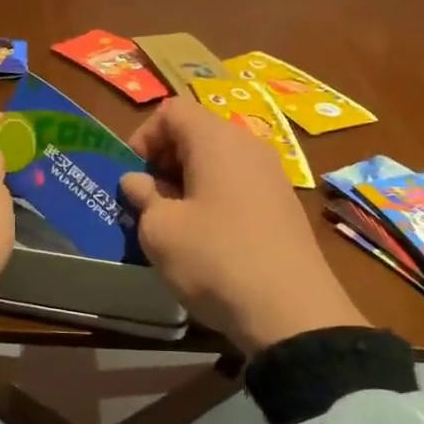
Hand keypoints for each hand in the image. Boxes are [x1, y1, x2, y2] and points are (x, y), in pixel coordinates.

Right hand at [121, 99, 364, 353]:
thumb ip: (142, 197)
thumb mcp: (160, 230)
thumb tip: (137, 181)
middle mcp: (249, 146)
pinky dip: (214, 199)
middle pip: (196, 133)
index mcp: (216, 140)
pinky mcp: (284, 205)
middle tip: (148, 200)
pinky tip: (206, 238)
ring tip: (173, 222)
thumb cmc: (214, 259)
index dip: (144, 137)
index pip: (171, 111)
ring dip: (187, 183)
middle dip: (164, 161)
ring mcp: (272, 176)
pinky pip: (238, 185)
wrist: (291, 312)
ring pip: (217, 161)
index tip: (132, 176)